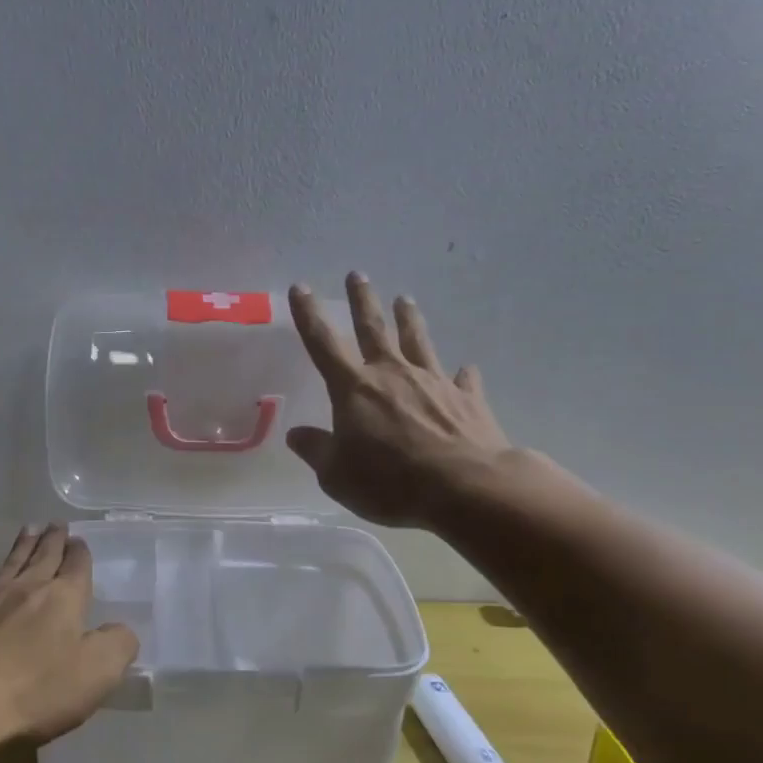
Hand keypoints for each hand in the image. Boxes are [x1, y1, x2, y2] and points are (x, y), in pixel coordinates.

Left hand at [0, 524, 138, 745]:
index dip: (80, 552)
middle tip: (55, 524)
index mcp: (62, 597)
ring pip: (10, 564)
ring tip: (28, 532)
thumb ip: (117, 646)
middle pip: (42, 555)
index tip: (79, 540)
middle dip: (52, 539)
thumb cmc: (34, 690)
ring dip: (22, 547)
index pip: (76, 565)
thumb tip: (121, 630)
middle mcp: (25, 588)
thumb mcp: (96, 674)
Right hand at [286, 273, 512, 527]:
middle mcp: (392, 374)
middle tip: (357, 275)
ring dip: (410, 319)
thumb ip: (317, 450)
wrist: (466, 488)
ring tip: (405, 299)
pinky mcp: (467, 400)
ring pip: (418, 342)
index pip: (323, 343)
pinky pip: (462, 380)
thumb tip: (295, 434)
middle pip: (373, 329)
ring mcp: (433, 383)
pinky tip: (466, 368)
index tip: (301, 287)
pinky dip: (463, 374)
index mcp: (354, 388)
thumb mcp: (337, 475)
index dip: (309, 315)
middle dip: (362, 301)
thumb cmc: (390, 482)